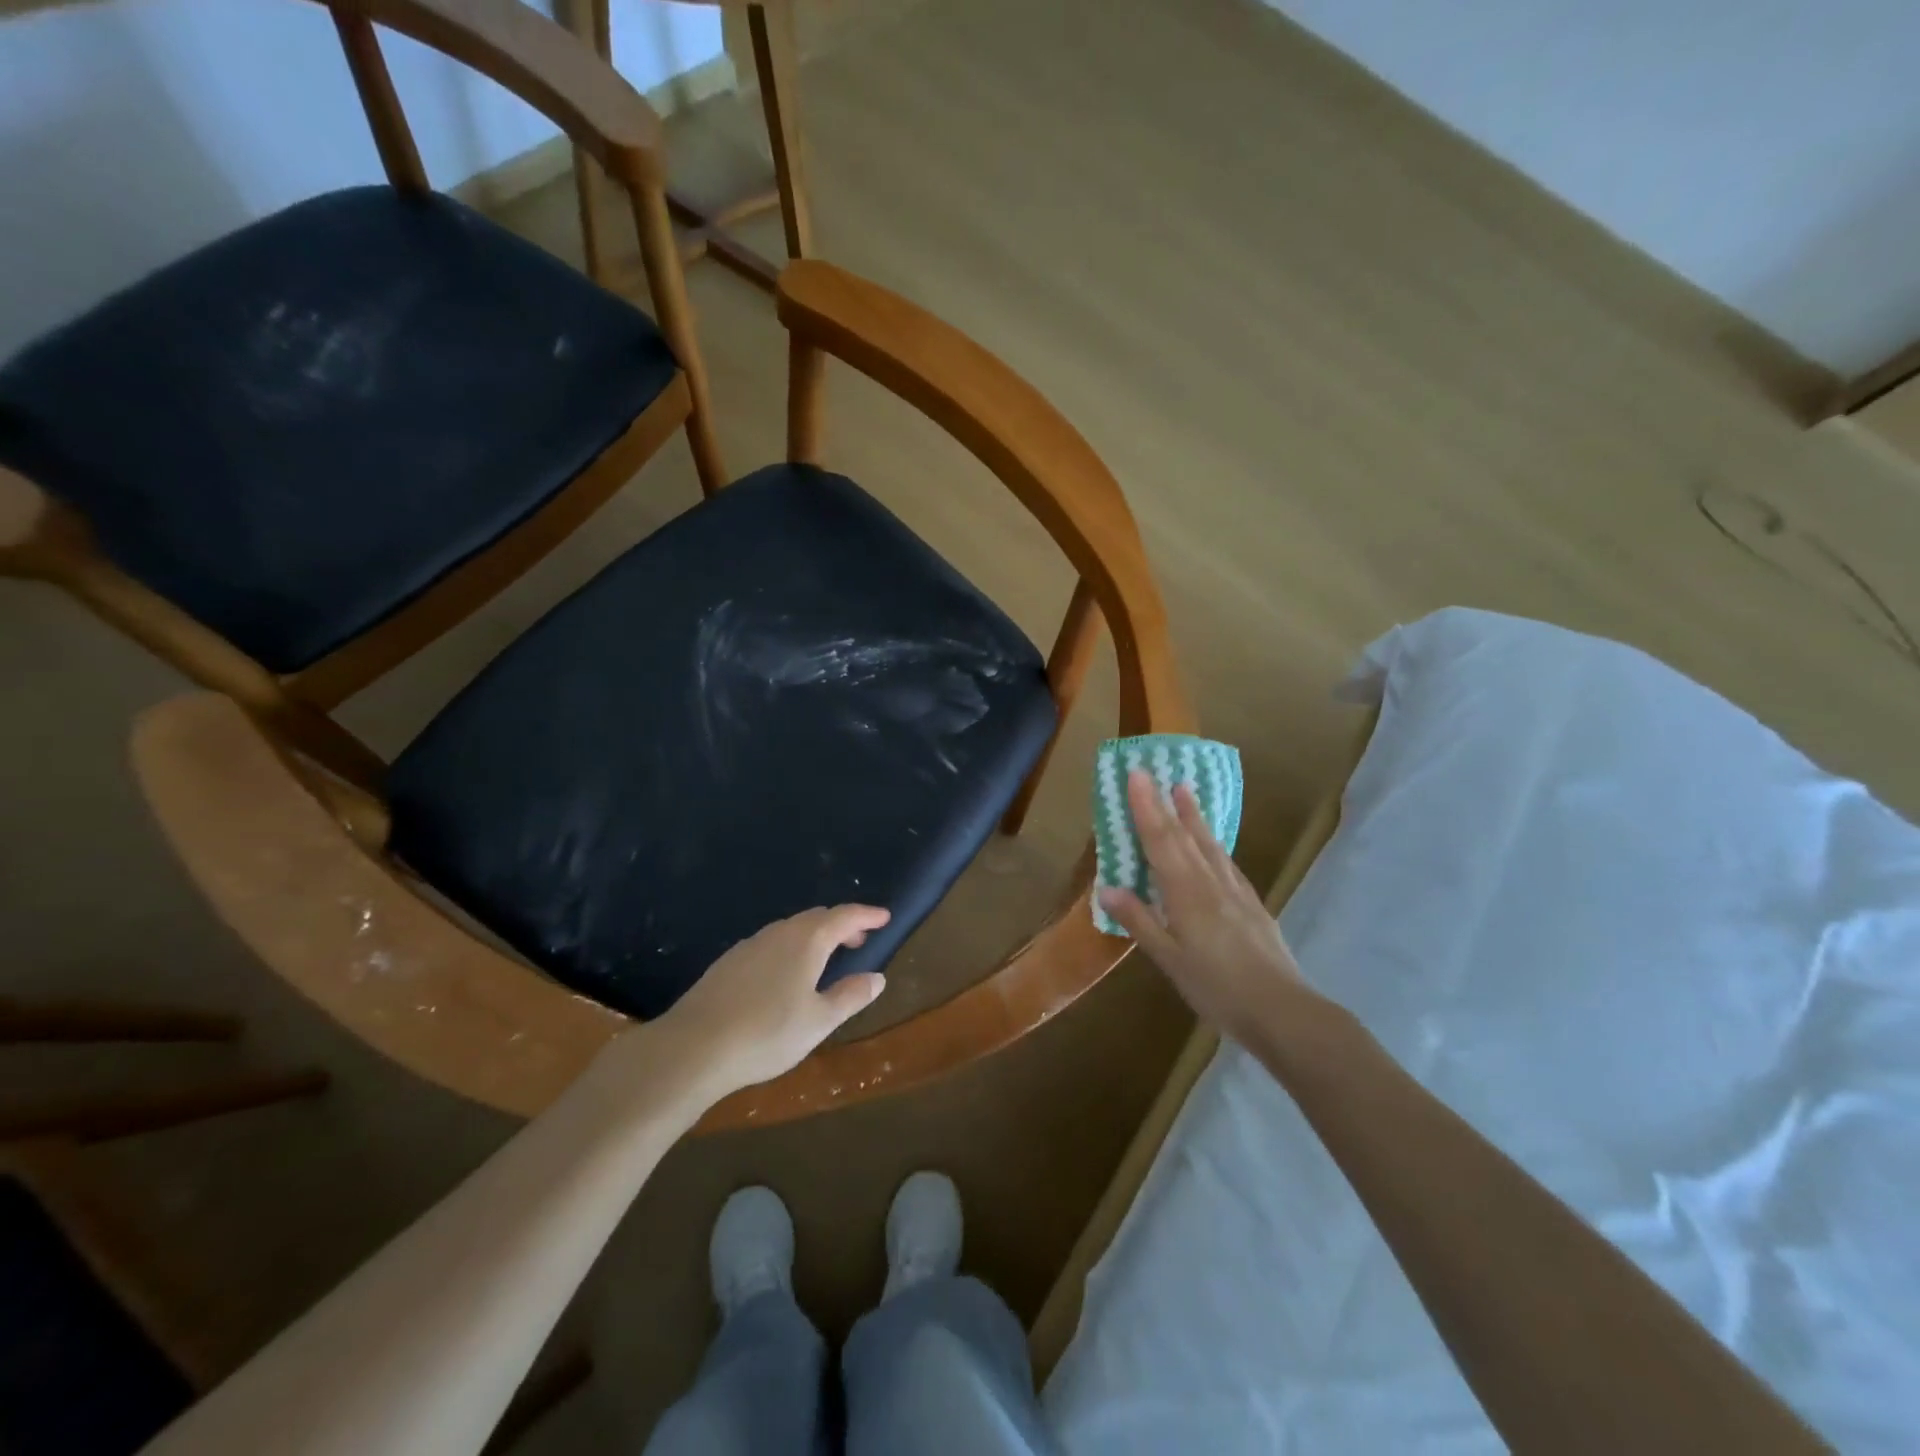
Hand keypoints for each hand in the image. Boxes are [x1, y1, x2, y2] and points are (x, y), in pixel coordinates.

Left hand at [655, 905, 890, 1101]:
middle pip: (816, 918)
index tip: (885, 917)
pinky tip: (785, 975)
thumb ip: (850, 996)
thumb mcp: (819, 1021)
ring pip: (791, 930)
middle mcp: (779, 933)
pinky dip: (790, 948)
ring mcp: (750, 945)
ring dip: (814, 937)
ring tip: (826, 959)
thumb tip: (877, 978)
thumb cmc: (767, 1032)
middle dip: (842, 925)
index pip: (844, 916)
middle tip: (859, 941)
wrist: (693, 1047)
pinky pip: (770, 944)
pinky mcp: (728, 962)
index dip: (867, 915)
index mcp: (807, 940)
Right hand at [1098, 769, 1312, 1043]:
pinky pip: (1227, 862)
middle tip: (1154, 772)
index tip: (1137, 775)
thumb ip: (1139, 921)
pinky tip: (1215, 846)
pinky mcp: (1252, 905)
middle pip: (1184, 836)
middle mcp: (1211, 882)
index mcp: (1186, 893)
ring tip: (1185, 791)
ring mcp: (1236, 892)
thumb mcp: (1169, 960)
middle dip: (1165, 803)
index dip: (1146, 807)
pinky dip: (1214, 844)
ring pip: (1209, 845)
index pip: (1161, 841)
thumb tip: (1106, 887)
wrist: (1283, 1011)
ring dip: (1194, 816)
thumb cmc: (1218, 987)